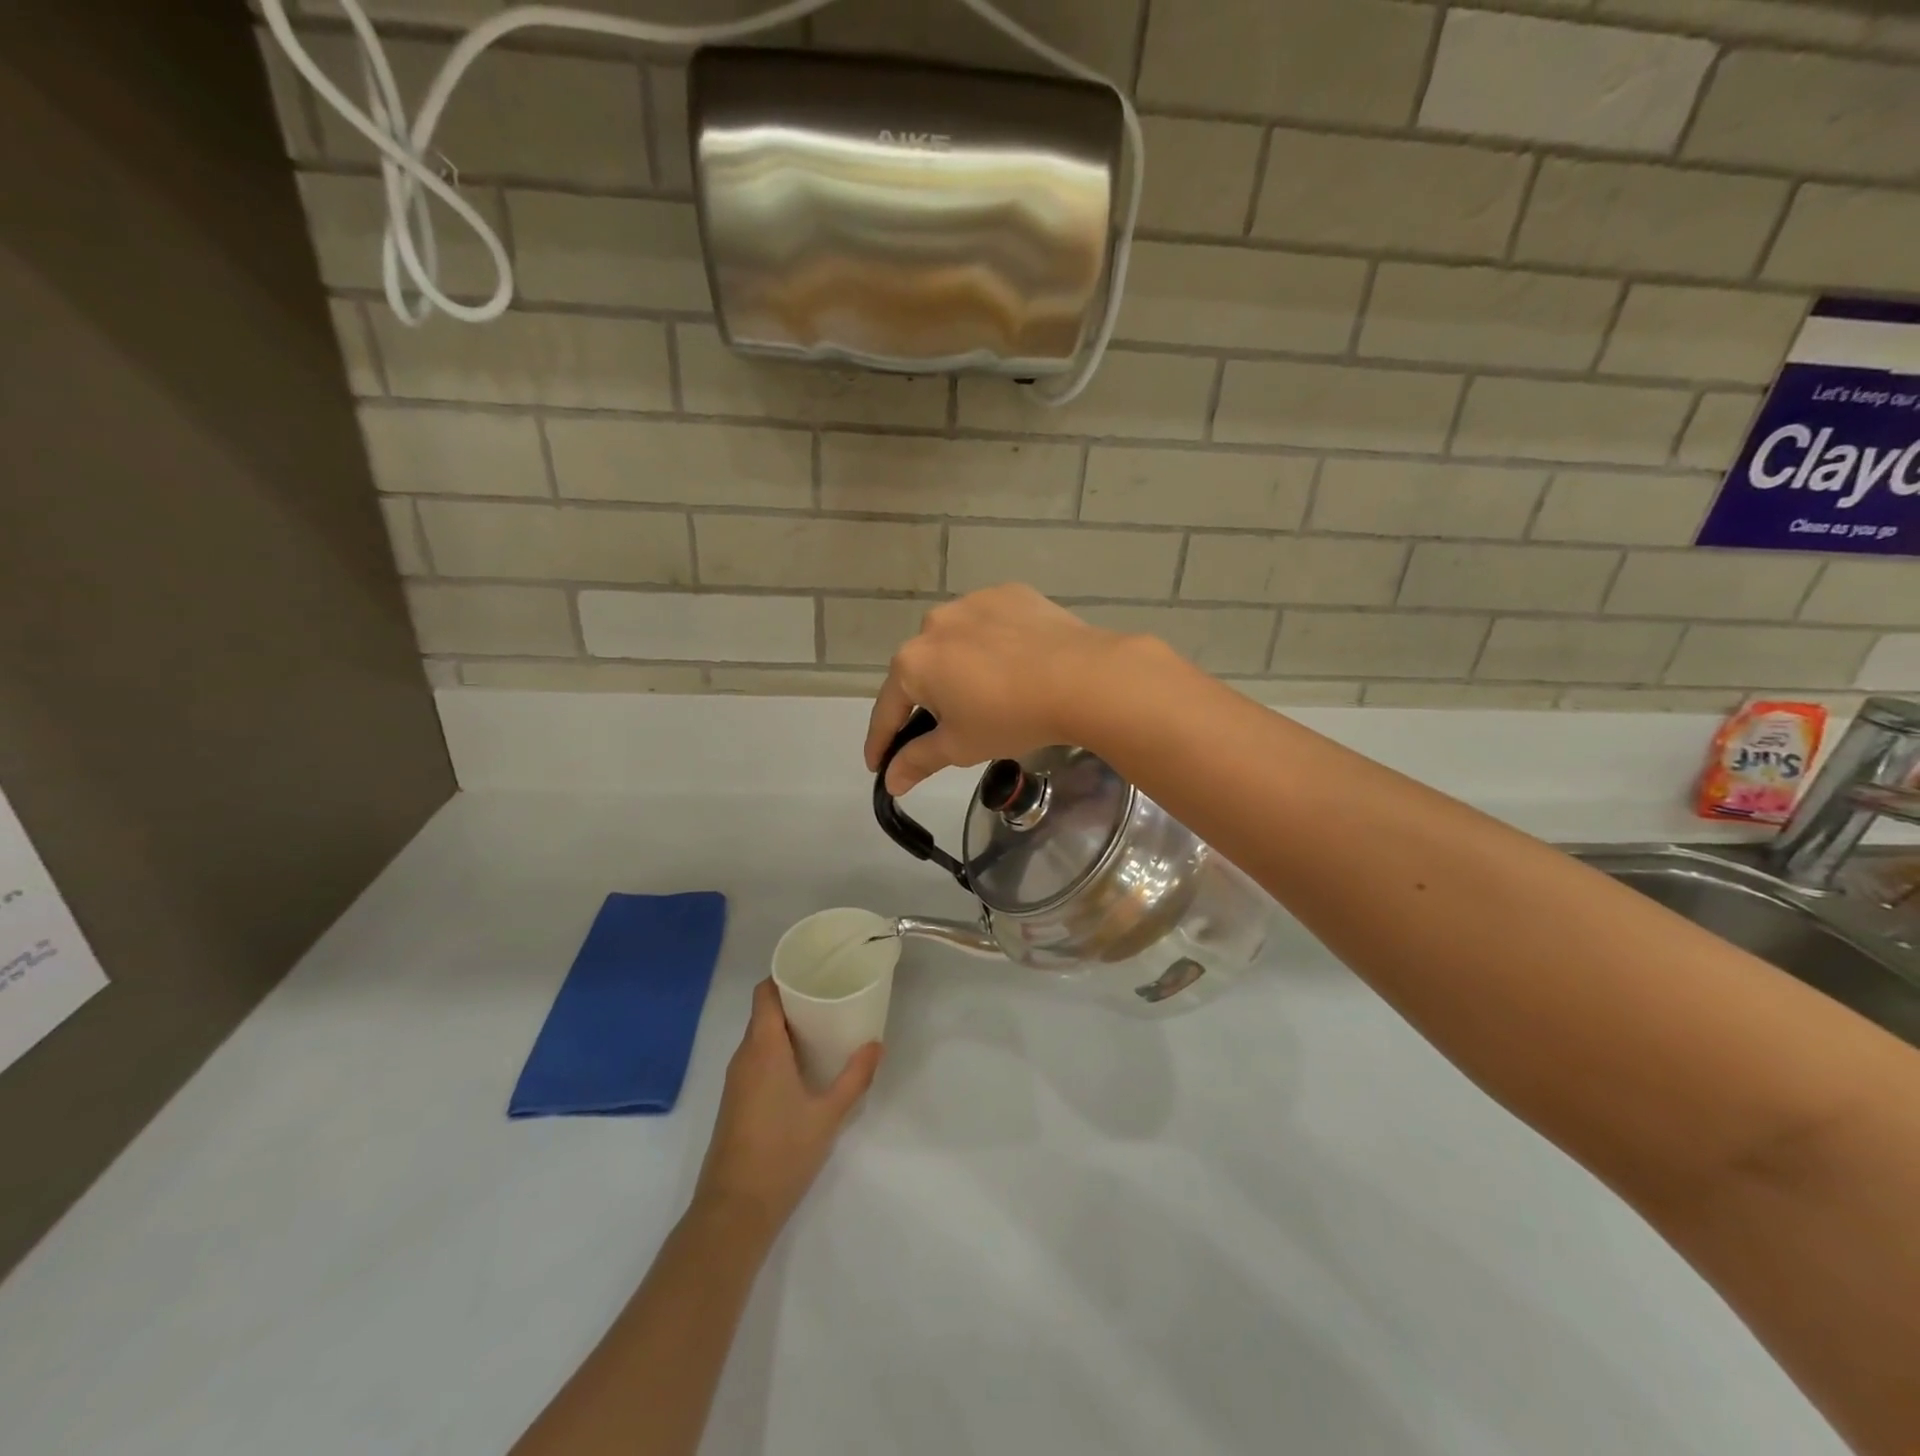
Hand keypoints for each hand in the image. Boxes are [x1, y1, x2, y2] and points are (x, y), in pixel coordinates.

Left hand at [693, 980, 880, 1238]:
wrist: (734, 1211)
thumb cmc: (782, 1153)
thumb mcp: (828, 1114)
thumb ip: (855, 1077)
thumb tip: (877, 1044)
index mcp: (762, 1048)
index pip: (765, 993)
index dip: (785, 975)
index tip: (814, 969)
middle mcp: (744, 1057)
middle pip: (764, 1012)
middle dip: (794, 999)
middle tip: (831, 994)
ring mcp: (736, 1081)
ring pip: (760, 1037)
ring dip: (787, 1026)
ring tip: (824, 1024)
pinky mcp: (736, 1101)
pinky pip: (757, 1058)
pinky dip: (779, 1049)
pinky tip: (805, 1063)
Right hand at [863, 584, 1157, 794]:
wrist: (1082, 678)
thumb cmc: (1010, 717)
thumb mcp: (960, 747)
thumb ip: (918, 760)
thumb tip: (890, 781)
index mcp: (913, 662)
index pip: (888, 709)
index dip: (881, 742)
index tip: (877, 765)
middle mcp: (934, 624)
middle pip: (922, 671)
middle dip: (928, 701)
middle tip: (948, 729)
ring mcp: (973, 603)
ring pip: (956, 644)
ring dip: (960, 667)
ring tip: (989, 692)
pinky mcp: (1010, 594)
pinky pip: (990, 625)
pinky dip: (993, 644)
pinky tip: (1015, 663)